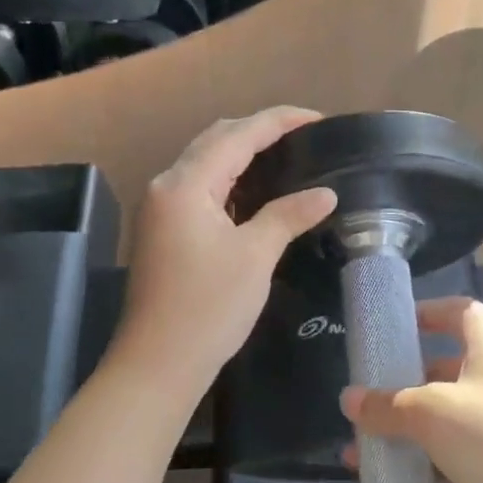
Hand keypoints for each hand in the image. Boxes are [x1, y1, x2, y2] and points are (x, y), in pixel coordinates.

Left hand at [114, 107, 335, 391]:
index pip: (237, 134)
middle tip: (304, 137)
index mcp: (185, 184)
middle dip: (259, 131)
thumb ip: (288, 215)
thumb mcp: (255, 257)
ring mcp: (160, 208)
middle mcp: (166, 186)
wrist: (158, 364)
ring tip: (286, 157)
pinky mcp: (162, 230)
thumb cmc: (208, 308)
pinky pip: (199, 189)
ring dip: (242, 155)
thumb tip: (325, 193)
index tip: (318, 119)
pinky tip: (255, 193)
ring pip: (206, 164)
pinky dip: (229, 181)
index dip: (279, 121)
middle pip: (216, 140)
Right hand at [341, 298, 482, 482]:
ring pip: (444, 418)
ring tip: (360, 444)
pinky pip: (450, 458)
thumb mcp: (431, 411)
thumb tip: (349, 400)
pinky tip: (386, 479)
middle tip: (365, 395)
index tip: (395, 324)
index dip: (430, 312)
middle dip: (404, 382)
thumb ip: (387, 404)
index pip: (462, 312)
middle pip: (445, 369)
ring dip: (406, 430)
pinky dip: (421, 465)